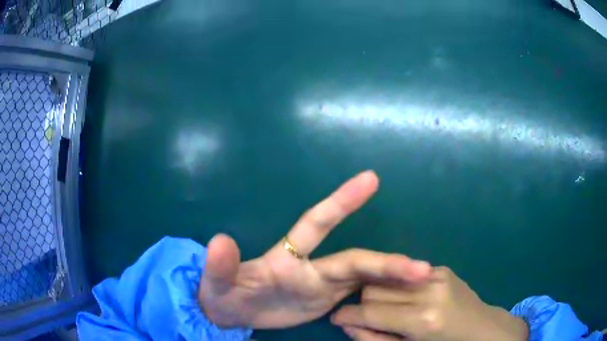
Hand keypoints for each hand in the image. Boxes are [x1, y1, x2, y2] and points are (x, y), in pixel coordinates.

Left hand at [198, 171, 431, 328]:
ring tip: (423, 281)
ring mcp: (322, 285)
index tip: (371, 178)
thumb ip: (220, 265)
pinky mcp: (326, 302)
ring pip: (365, 277)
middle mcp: (312, 266)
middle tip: (422, 269)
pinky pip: (361, 297)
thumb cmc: (223, 295)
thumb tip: (219, 240)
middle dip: (388, 263)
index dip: (342, 201)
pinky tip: (404, 299)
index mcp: (287, 257)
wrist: (231, 316)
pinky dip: (383, 295)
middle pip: (357, 260)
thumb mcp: (216, 283)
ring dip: (394, 279)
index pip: (318, 222)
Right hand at [332, 266, 528, 340]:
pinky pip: (405, 276)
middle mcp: (430, 291)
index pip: (370, 313)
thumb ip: (374, 340)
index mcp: (423, 320)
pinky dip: (397, 289)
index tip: (336, 318)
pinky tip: (406, 301)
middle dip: (364, 307)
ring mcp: (438, 275)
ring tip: (387, 311)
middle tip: (368, 320)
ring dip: (379, 296)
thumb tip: (347, 324)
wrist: (483, 330)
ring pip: (386, 279)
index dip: (347, 316)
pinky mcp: (442, 268)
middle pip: (374, 290)